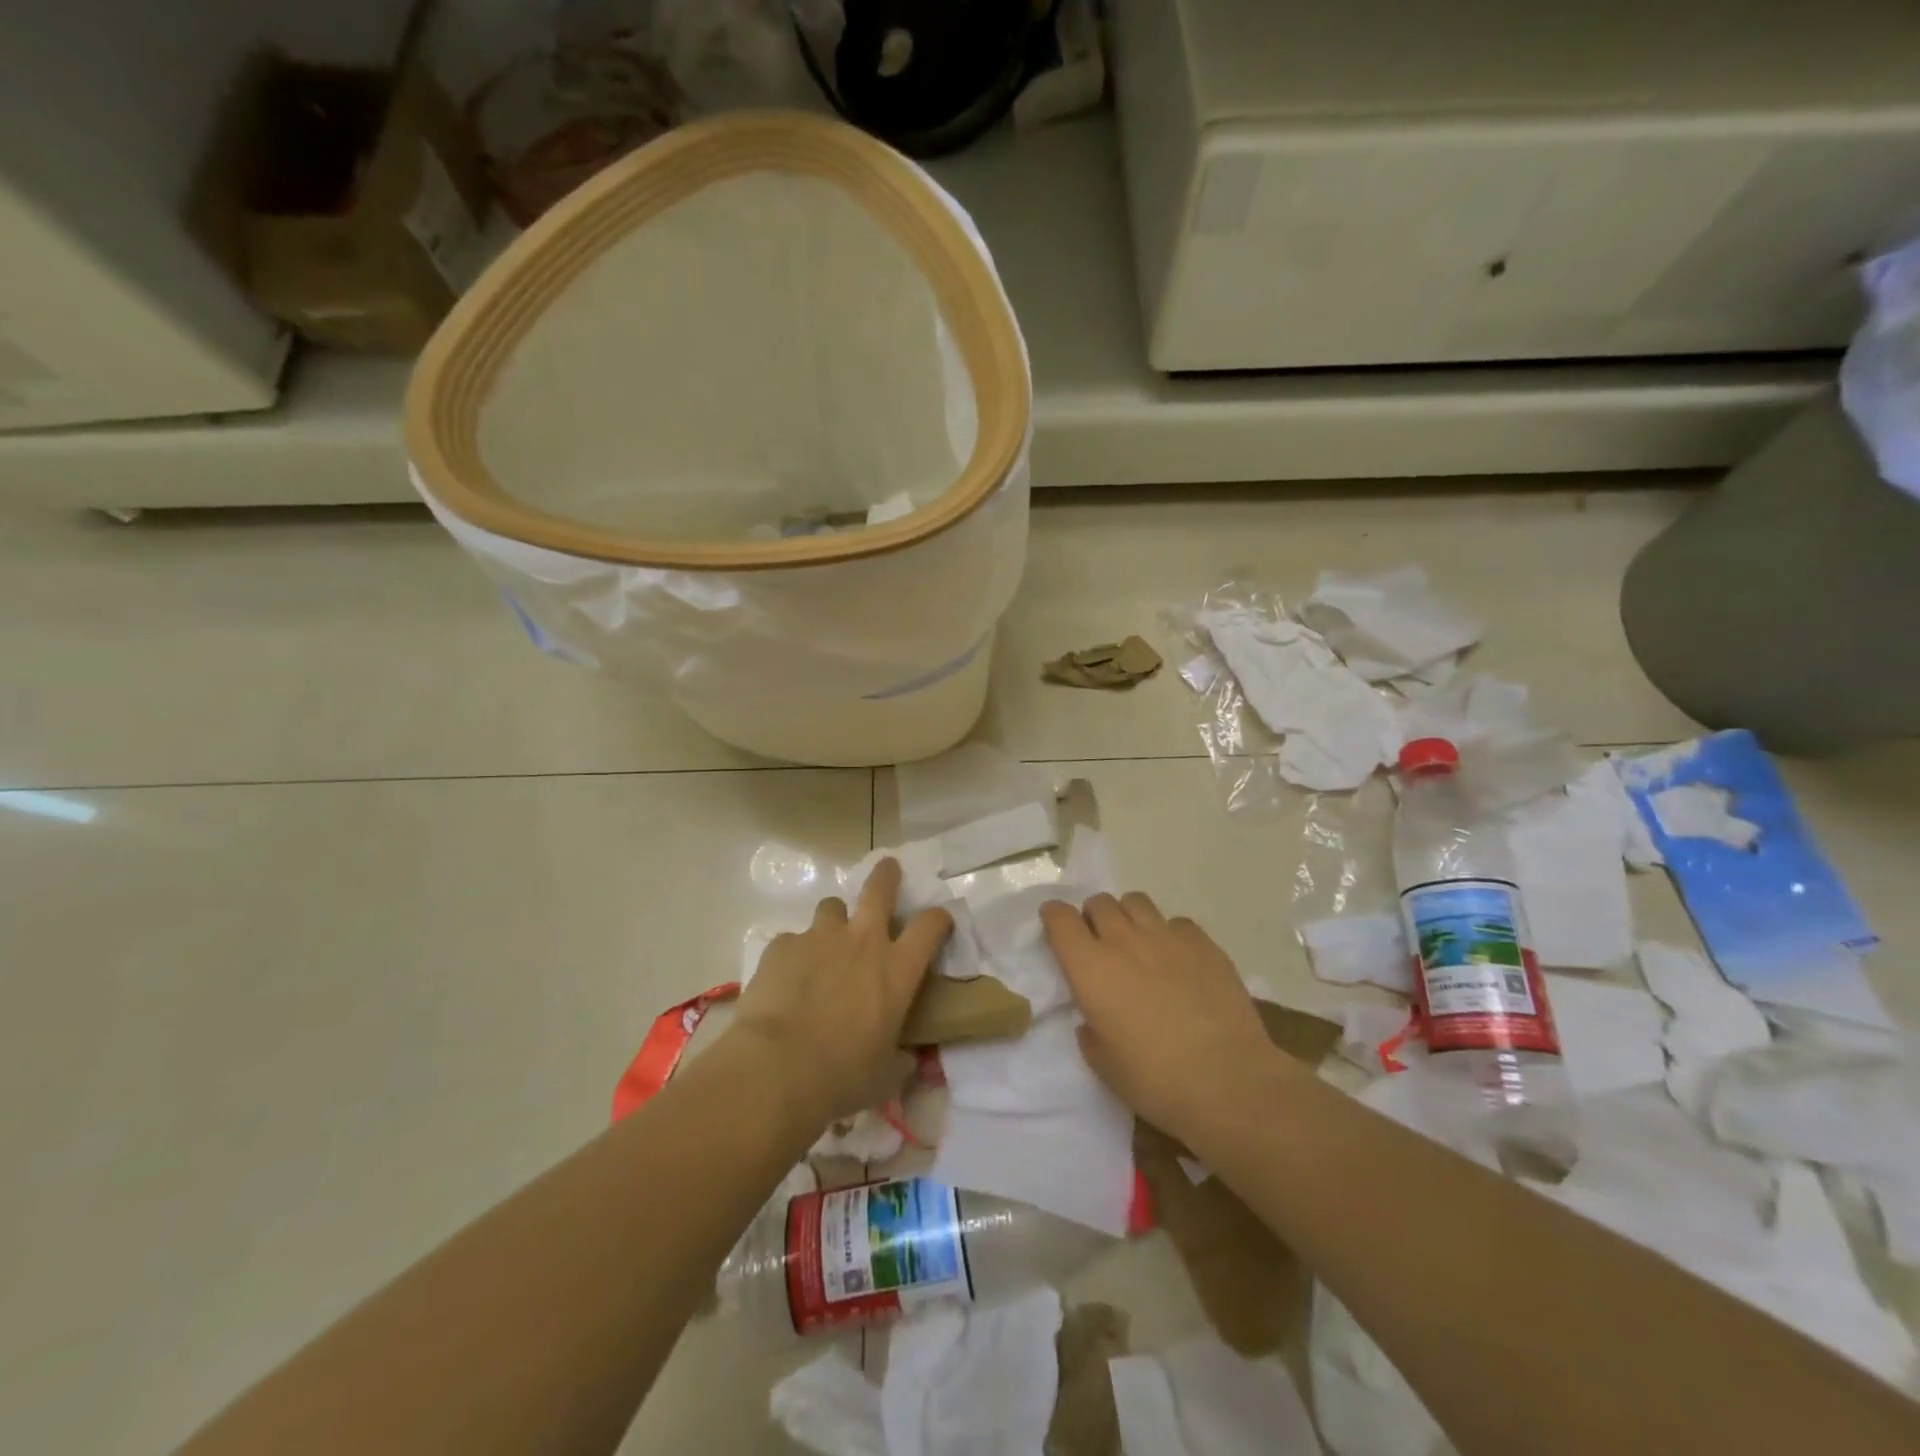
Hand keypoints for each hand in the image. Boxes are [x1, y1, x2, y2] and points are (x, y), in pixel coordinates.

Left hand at [730, 857, 952, 1131]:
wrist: (777, 1069)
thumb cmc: (843, 1076)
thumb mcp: (886, 1075)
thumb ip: (900, 1060)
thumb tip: (907, 1061)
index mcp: (897, 968)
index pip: (931, 925)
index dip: (939, 918)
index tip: (939, 920)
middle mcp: (862, 941)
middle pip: (880, 887)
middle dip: (886, 875)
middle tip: (888, 870)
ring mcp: (819, 938)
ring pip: (831, 906)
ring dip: (834, 920)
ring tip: (827, 941)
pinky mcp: (782, 946)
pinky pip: (792, 940)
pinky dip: (795, 953)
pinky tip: (787, 978)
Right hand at [1041, 892, 1275, 1139]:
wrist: (1227, 1081)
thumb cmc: (1154, 1080)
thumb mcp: (1103, 1065)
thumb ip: (1091, 1033)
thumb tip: (1094, 1020)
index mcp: (1090, 968)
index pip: (1060, 918)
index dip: (1054, 917)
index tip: (1055, 928)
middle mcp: (1124, 941)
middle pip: (1099, 902)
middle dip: (1093, 917)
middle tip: (1100, 944)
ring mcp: (1167, 937)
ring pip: (1136, 902)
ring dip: (1128, 917)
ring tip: (1138, 943)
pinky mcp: (1204, 944)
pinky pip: (1177, 923)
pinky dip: (1170, 934)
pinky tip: (1179, 960)